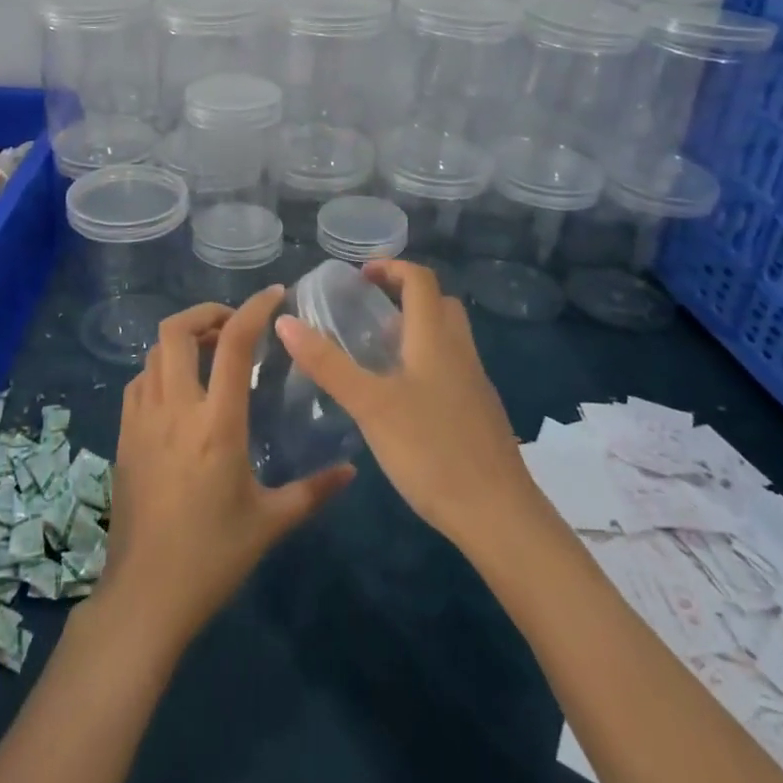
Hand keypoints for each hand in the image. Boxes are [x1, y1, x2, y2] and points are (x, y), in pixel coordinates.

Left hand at [98, 288, 354, 649]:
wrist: (145, 595)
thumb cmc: (213, 557)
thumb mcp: (271, 523)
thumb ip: (314, 490)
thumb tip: (352, 471)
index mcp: (217, 424)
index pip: (233, 343)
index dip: (254, 309)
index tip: (274, 295)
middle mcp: (175, 409)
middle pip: (176, 330)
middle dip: (205, 312)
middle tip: (233, 323)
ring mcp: (142, 420)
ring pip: (153, 352)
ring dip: (181, 339)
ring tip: (209, 351)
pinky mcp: (123, 435)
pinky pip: (139, 381)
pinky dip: (160, 367)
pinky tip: (179, 389)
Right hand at [273, 260, 530, 550]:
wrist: (498, 515)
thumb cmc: (431, 450)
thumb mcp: (369, 405)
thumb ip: (328, 363)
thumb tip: (285, 321)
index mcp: (435, 339)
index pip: (420, 280)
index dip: (391, 267)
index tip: (359, 275)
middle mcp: (460, 352)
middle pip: (439, 303)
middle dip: (405, 295)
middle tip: (368, 309)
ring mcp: (475, 383)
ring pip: (447, 337)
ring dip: (415, 329)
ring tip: (376, 352)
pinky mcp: (479, 413)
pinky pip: (451, 367)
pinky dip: (425, 361)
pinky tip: (401, 397)